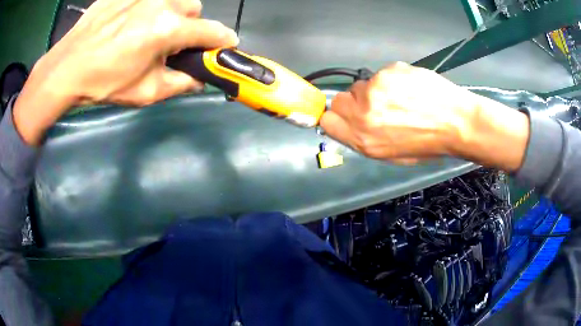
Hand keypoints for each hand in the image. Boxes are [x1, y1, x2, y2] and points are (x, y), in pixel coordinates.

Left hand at [14, 0, 238, 144]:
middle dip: (187, 26)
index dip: (222, 41)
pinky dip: (147, 8)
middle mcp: (162, 2)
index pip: (212, 31)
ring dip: (170, 13)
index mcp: (168, 28)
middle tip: (167, 43)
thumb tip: (200, 78)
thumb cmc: (105, 83)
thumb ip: (181, 84)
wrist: (67, 68)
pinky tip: (129, 22)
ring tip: (146, 30)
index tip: (225, 46)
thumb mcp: (145, 91)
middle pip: (193, 9)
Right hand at [320, 62, 529, 170]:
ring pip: (363, 85)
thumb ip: (365, 140)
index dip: (337, 119)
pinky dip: (392, 80)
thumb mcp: (393, 155)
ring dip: (375, 91)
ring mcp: (377, 88)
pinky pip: (382, 74)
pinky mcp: (390, 70)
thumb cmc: (428, 145)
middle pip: (339, 100)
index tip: (348, 118)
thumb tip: (351, 124)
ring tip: (401, 98)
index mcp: (364, 139)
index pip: (328, 121)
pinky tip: (411, 88)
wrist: (457, 122)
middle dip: (354, 104)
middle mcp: (364, 112)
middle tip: (376, 107)